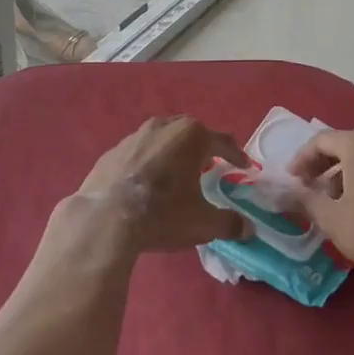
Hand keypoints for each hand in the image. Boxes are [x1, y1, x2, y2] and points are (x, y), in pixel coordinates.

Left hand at [74, 116, 249, 254]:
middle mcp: (164, 126)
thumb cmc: (163, 213)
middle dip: (203, 147)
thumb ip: (229, 223)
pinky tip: (147, 182)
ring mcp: (135, 135)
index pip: (222, 141)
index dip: (236, 155)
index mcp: (192, 136)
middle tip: (211, 164)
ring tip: (178, 172)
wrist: (105, 218)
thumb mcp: (202, 223)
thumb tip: (248, 228)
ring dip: (174, 152)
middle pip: (191, 132)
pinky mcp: (113, 150)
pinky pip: (139, 152)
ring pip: (163, 138)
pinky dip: (148, 162)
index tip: (244, 167)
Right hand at [289, 129, 353, 287]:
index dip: (301, 160)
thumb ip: (306, 200)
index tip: (291, 180)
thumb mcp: (331, 218)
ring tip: (332, 203)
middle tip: (308, 189)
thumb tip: (289, 192)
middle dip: (321, 167)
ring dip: (342, 176)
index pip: (319, 141)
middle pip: (342, 147)